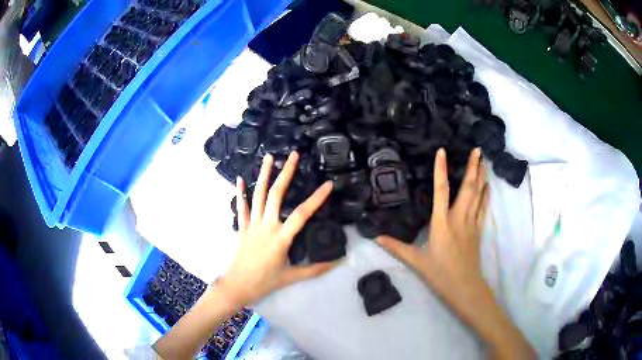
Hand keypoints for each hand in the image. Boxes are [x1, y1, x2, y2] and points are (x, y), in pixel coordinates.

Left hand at [219, 152, 337, 305]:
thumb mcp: (292, 277)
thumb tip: (338, 262)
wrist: (237, 286)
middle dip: (285, 173)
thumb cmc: (265, 282)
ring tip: (269, 157)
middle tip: (293, 155)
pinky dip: (240, 192)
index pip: (302, 214)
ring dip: (263, 175)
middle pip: (276, 195)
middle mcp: (266, 226)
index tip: (328, 184)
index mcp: (281, 238)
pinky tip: (239, 179)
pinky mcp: (242, 227)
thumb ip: (315, 269)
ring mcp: (252, 225)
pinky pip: (241, 207)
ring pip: (257, 195)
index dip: (316, 198)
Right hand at [376, 149, 534, 358]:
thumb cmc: (440, 274)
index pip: (441, 191)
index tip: (442, 151)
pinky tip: (488, 185)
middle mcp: (458, 218)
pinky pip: (483, 208)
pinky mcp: (478, 230)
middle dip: (472, 167)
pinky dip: (486, 194)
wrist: (465, 287)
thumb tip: (376, 237)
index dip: (441, 169)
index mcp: (441, 223)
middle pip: (468, 188)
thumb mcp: (416, 261)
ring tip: (484, 161)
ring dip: (481, 176)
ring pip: (478, 195)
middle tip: (477, 149)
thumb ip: (397, 247)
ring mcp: (471, 223)